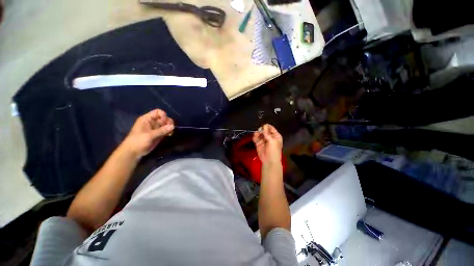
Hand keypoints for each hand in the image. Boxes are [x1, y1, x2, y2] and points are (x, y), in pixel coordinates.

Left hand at [122, 109, 173, 158]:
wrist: (133, 152)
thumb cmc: (138, 141)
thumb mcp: (149, 135)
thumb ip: (161, 130)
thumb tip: (173, 126)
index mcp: (147, 119)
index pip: (158, 112)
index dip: (163, 115)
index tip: (165, 122)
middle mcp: (152, 122)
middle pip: (164, 118)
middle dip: (169, 122)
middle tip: (171, 128)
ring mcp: (156, 128)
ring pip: (166, 124)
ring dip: (170, 127)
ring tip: (170, 133)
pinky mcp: (159, 134)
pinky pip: (166, 130)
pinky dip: (169, 131)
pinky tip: (170, 135)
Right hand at [253, 124, 282, 164]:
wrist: (269, 161)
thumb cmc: (273, 151)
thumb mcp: (272, 141)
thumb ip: (267, 133)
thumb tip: (264, 126)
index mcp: (275, 136)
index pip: (271, 128)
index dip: (267, 127)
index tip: (263, 126)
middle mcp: (269, 137)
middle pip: (264, 130)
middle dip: (261, 130)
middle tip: (260, 131)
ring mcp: (263, 140)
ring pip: (259, 133)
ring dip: (257, 133)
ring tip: (257, 134)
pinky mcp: (258, 143)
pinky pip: (256, 138)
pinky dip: (254, 137)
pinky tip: (255, 137)